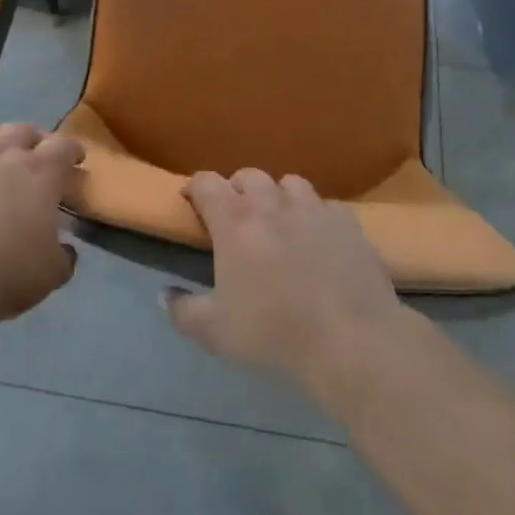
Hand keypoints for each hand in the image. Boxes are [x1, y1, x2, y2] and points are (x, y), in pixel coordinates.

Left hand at [0, 123, 82, 325]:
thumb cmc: (5, 272)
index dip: (73, 150)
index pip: (63, 147)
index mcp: (40, 173)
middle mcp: (3, 155)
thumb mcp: (50, 274)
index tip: (77, 159)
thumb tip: (65, 249)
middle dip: (33, 138)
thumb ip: (63, 256)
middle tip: (36, 151)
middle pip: (22, 131)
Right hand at [164, 169, 404, 388]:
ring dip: (278, 196)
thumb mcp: (216, 332)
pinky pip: (326, 205)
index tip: (191, 202)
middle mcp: (271, 202)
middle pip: (247, 175)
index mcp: (234, 220)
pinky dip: (317, 216)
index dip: (194, 187)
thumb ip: (183, 311)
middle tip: (235, 217)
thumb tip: (163, 296)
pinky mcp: (347, 221)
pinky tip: (319, 239)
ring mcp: (312, 208)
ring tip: (279, 221)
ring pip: (288, 183)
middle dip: (236, 190)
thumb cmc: (275, 332)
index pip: (205, 182)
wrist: (351, 339)